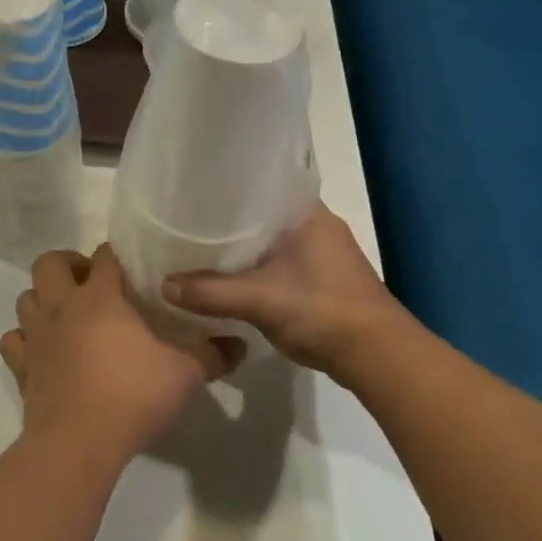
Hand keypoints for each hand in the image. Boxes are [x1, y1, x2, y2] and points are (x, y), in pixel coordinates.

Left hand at [1, 246, 241, 465]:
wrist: (77, 444)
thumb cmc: (132, 395)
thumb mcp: (184, 374)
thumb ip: (211, 354)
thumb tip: (240, 344)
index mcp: (100, 296)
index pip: (105, 255)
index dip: (118, 256)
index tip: (134, 269)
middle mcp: (62, 306)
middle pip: (48, 263)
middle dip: (67, 265)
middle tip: (91, 284)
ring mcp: (37, 337)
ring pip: (26, 298)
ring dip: (43, 299)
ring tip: (67, 315)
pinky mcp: (22, 368)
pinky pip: (14, 341)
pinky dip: (25, 340)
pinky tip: (45, 351)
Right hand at [163, 204, 408, 382]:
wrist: (378, 357)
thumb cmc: (323, 311)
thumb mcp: (259, 300)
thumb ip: (210, 292)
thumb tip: (163, 285)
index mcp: (308, 214)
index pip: (263, 183)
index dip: (229, 186)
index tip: (195, 189)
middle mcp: (317, 226)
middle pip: (263, 213)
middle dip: (229, 218)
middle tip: (187, 219)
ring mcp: (323, 254)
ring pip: (271, 241)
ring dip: (243, 245)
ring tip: (200, 245)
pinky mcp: (322, 280)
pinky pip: (279, 263)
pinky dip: (255, 267)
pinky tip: (229, 275)